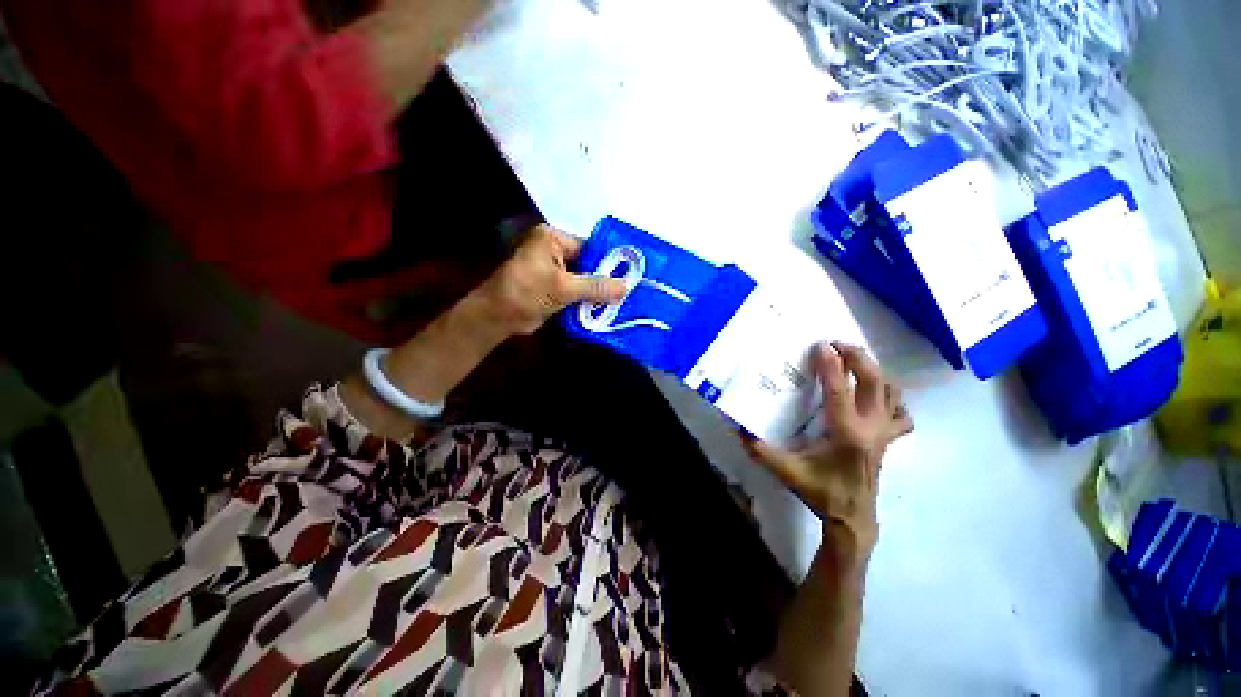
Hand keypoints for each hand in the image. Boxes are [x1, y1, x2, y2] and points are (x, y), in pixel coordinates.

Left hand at [473, 224, 626, 335]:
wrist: (498, 317)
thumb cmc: (526, 293)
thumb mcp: (563, 287)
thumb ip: (595, 286)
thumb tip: (627, 287)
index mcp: (554, 239)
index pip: (590, 247)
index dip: (610, 261)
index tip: (632, 275)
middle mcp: (555, 250)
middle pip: (590, 263)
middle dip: (607, 279)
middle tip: (631, 292)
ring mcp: (555, 270)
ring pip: (585, 279)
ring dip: (599, 292)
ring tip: (624, 302)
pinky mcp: (555, 288)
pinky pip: (578, 291)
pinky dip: (590, 300)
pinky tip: (607, 309)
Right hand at [743, 343, 912, 555]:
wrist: (852, 516)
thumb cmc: (819, 491)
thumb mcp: (784, 471)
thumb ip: (758, 449)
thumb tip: (735, 426)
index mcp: (845, 433)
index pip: (840, 390)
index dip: (831, 365)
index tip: (821, 345)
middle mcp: (870, 428)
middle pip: (875, 382)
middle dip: (858, 357)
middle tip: (838, 345)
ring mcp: (884, 433)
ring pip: (891, 392)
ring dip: (875, 371)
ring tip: (853, 361)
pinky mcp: (889, 439)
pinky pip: (901, 412)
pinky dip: (893, 398)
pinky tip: (876, 395)